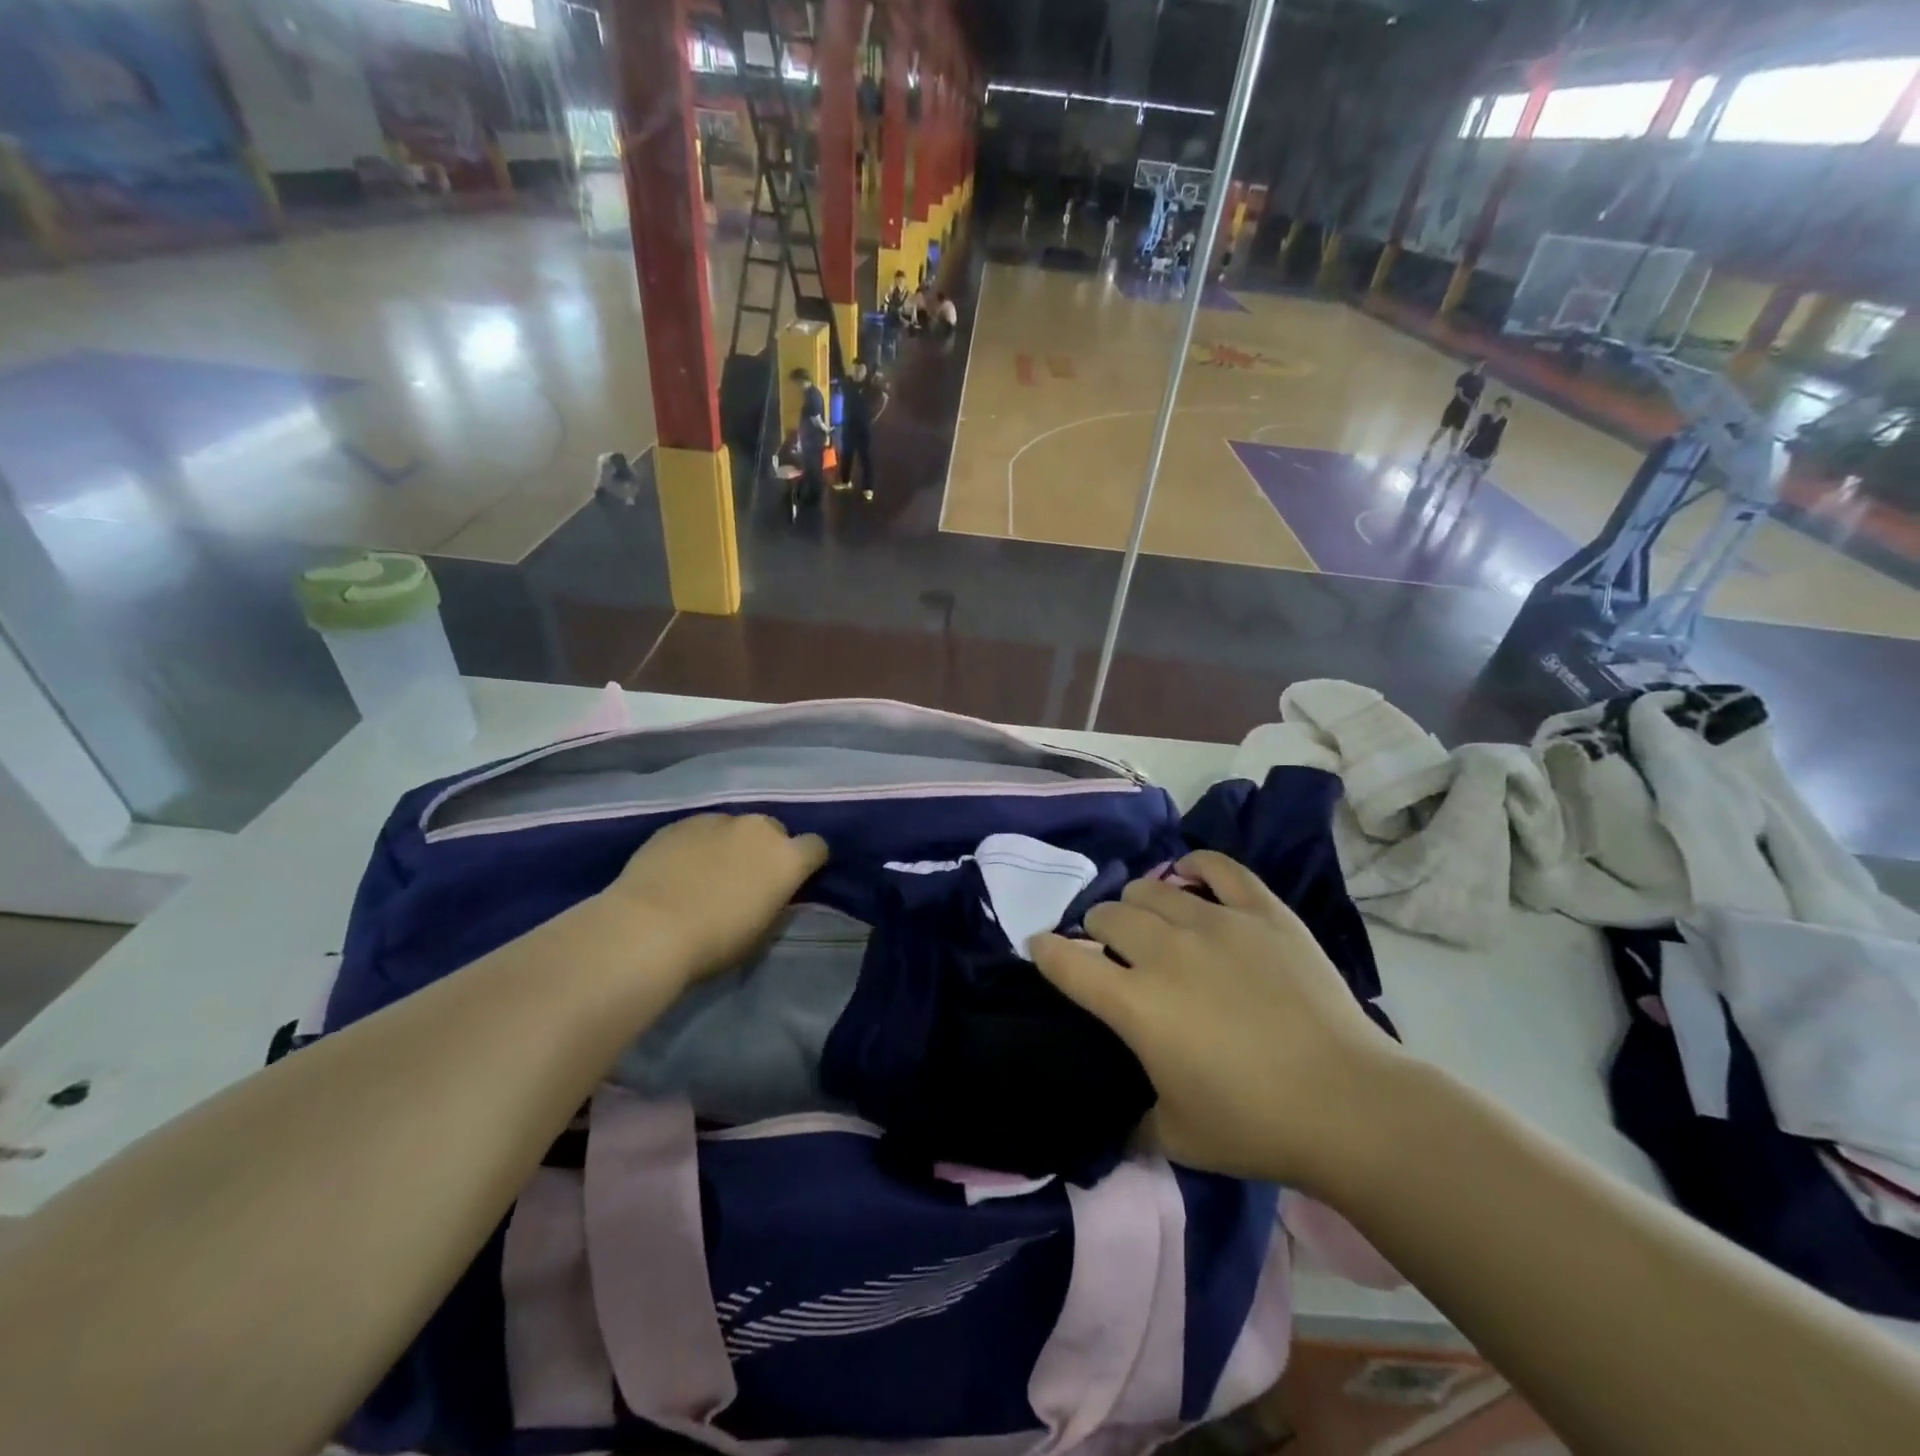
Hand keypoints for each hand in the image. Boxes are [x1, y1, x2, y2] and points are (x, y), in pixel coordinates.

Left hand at [601, 814, 827, 987]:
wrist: (649, 928)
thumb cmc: (714, 942)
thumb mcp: (761, 931)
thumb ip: (775, 902)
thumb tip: (773, 892)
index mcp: (787, 858)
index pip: (816, 847)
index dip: (808, 863)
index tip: (793, 880)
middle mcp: (758, 829)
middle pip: (774, 830)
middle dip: (767, 849)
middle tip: (747, 878)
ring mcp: (717, 820)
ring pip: (735, 827)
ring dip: (731, 844)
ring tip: (707, 872)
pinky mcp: (680, 823)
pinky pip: (700, 829)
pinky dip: (697, 844)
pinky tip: (678, 868)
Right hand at [1029, 851, 1403, 1187]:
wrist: (1350, 1105)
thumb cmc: (1255, 1125)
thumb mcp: (1177, 1137)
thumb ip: (1134, 1123)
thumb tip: (1117, 1122)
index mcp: (1135, 1004)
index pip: (1066, 961)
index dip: (1045, 951)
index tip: (1040, 948)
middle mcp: (1164, 951)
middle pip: (1108, 914)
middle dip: (1097, 928)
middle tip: (1111, 948)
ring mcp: (1215, 923)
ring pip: (1152, 888)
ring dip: (1138, 903)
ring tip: (1150, 920)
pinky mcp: (1261, 912)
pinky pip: (1218, 868)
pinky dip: (1195, 867)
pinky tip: (1189, 876)